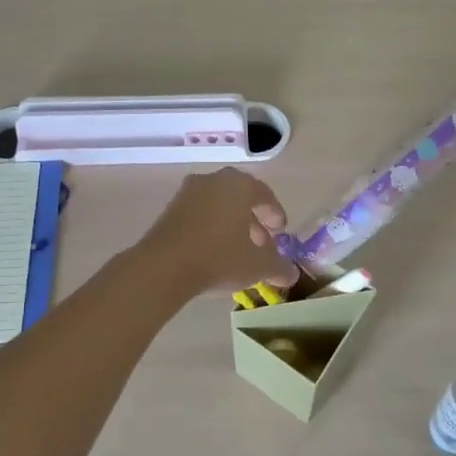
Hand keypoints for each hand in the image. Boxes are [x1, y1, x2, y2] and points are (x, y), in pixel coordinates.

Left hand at [135, 168, 298, 298]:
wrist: (163, 267)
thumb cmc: (220, 257)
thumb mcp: (258, 266)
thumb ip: (279, 267)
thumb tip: (292, 273)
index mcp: (239, 185)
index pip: (264, 195)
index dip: (275, 214)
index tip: (281, 232)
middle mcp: (213, 181)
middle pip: (240, 198)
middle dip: (253, 220)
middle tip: (262, 243)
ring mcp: (187, 194)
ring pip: (218, 206)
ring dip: (231, 224)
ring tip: (239, 250)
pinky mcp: (169, 210)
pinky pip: (199, 215)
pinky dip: (211, 228)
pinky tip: (214, 252)